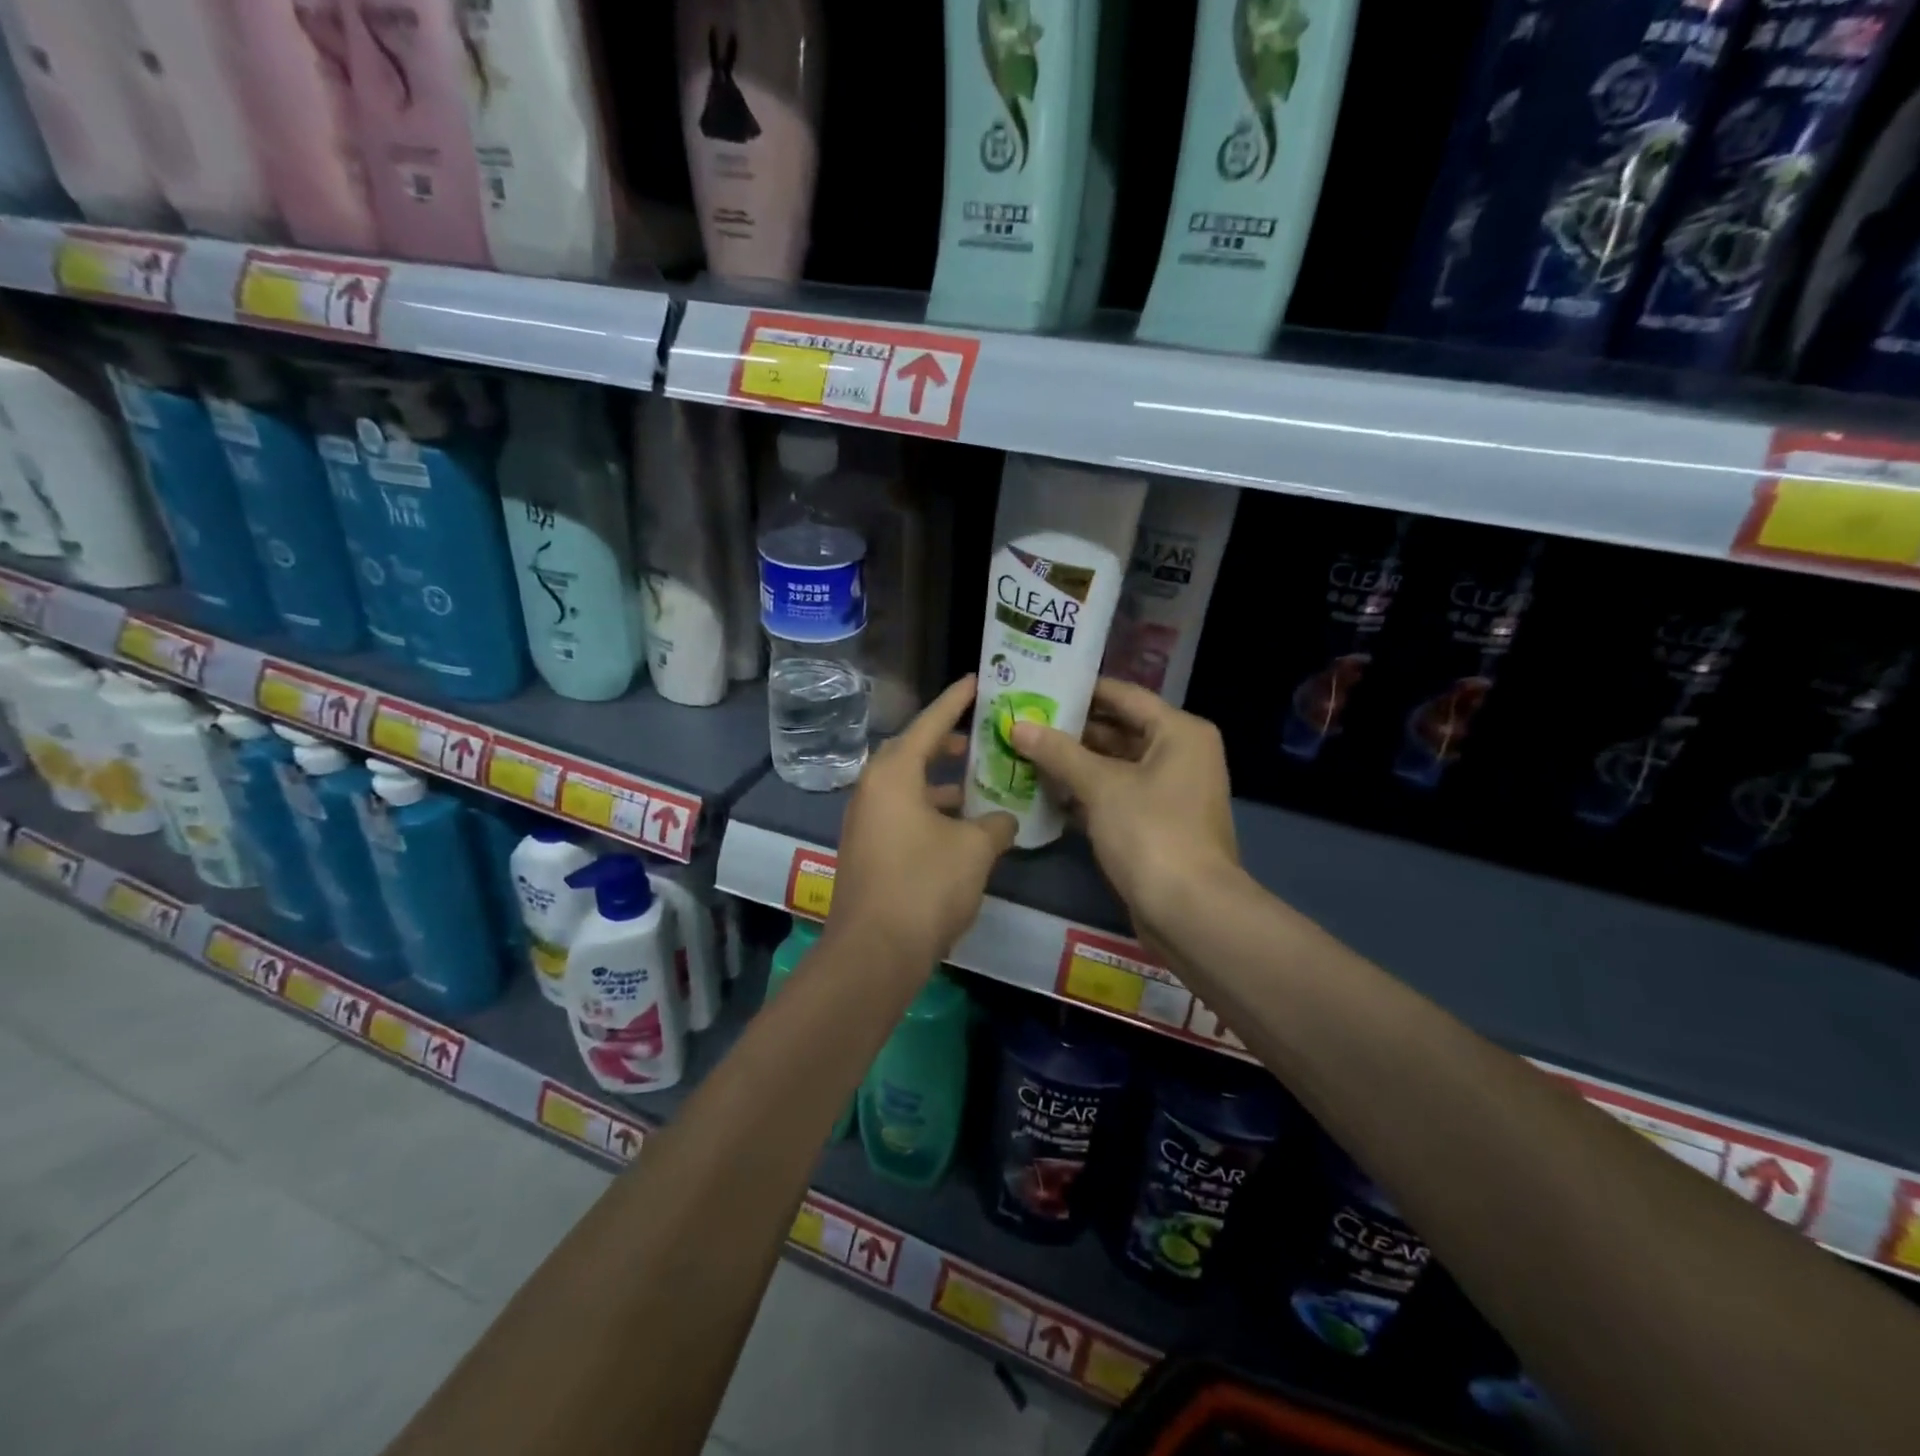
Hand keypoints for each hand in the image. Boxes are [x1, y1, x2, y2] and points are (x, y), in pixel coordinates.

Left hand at [831, 677, 1017, 964]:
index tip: (977, 680)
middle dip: (947, 742)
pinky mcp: (867, 849)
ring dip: (941, 781)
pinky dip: (930, 808)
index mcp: (894, 774)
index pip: (929, 723)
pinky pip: (902, 812)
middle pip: (913, 751)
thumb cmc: (925, 885)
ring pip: (908, 785)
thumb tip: (1003, 820)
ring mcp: (865, 820)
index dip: (956, 700)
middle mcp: (872, 789)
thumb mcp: (974, 849)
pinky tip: (961, 825)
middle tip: (981, 736)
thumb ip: (995, 824)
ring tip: (979, 780)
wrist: (875, 951)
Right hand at [1011, 678, 1238, 941]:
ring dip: (1073, 763)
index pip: (1124, 696)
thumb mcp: (1101, 786)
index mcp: (1179, 732)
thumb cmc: (1151, 832)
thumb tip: (1018, 725)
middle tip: (1024, 720)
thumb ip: (1058, 752)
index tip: (1039, 684)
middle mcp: (1179, 754)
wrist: (1189, 910)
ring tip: (1024, 751)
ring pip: (1114, 766)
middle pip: (1118, 730)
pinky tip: (1044, 792)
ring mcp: (1168, 792)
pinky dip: (1084, 794)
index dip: (1081, 689)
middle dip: (1071, 729)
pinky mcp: (1155, 824)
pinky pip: (1115, 796)